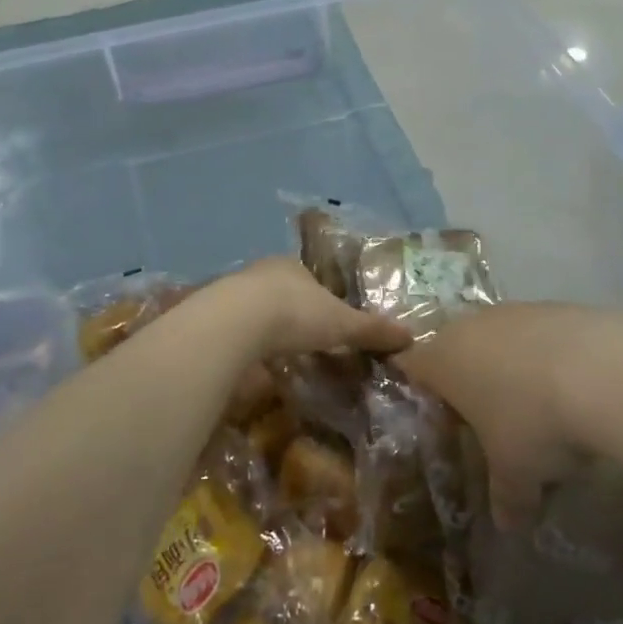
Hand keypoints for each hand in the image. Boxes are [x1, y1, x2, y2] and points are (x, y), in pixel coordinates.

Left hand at [220, 257, 415, 359]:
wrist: (236, 322)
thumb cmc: (296, 313)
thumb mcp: (342, 324)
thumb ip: (372, 329)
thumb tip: (410, 336)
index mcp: (292, 265)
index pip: (309, 277)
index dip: (319, 296)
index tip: (325, 318)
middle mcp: (261, 272)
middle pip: (280, 290)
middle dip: (290, 310)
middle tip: (301, 337)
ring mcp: (232, 292)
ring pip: (254, 307)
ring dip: (264, 325)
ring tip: (276, 351)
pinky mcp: (212, 316)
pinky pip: (234, 327)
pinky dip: (244, 340)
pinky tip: (249, 358)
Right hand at [398, 303, 622, 529]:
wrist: (607, 371)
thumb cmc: (534, 424)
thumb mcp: (516, 473)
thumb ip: (505, 498)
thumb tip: (508, 525)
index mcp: (443, 360)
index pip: (410, 365)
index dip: (419, 389)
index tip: (437, 415)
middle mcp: (471, 326)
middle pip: (455, 348)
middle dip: (468, 379)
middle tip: (487, 417)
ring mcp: (516, 311)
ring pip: (499, 337)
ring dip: (511, 365)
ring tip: (537, 404)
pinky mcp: (557, 306)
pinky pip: (539, 333)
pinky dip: (548, 355)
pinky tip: (574, 385)